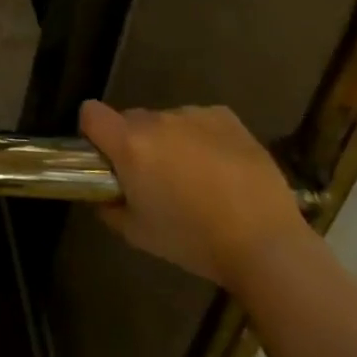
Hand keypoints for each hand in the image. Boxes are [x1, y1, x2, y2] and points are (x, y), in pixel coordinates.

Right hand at [79, 101, 310, 292]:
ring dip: (170, 142)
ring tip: (197, 179)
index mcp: (130, 144)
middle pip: (131, 120)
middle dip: (136, 143)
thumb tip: (105, 196)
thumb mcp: (139, 235)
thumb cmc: (194, 241)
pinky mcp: (226, 117)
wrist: (266, 243)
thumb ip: (110, 209)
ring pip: (167, 122)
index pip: (90, 113)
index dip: (93, 132)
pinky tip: (222, 169)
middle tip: (155, 180)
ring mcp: (193, 114)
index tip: (107, 158)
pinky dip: (202, 138)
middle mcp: (157, 120)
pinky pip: (200, 121)